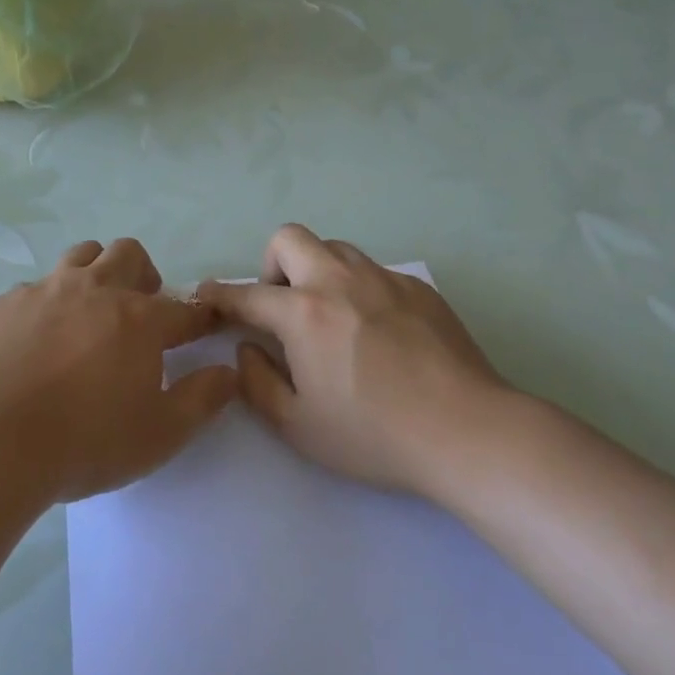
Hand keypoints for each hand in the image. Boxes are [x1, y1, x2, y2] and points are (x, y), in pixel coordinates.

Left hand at [0, 239, 237, 502]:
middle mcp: (96, 290)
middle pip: (129, 254)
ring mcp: (47, 291)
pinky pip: (37, 286)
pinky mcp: (7, 303)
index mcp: (140, 320)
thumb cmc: (84, 442)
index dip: (200, 316)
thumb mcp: (159, 435)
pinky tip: (38, 338)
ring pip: (82, 255)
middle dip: (143, 275)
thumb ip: (201, 399)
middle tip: (140, 311)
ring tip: (90, 312)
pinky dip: (49, 302)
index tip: (205, 325)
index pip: (185, 309)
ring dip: (96, 273)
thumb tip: (228, 372)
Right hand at [197, 225, 505, 495]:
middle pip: (289, 238)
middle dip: (271, 265)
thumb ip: (258, 382)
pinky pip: (374, 271)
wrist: (468, 431)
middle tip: (283, 307)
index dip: (220, 295)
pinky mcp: (417, 288)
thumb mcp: (299, 426)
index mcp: (303, 313)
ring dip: (318, 271)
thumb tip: (247, 348)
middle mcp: (339, 280)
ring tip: (331, 316)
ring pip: (335, 248)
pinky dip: (359, 289)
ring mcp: (383, 278)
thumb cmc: (375, 435)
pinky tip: (378, 332)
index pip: (247, 293)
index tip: (207, 296)